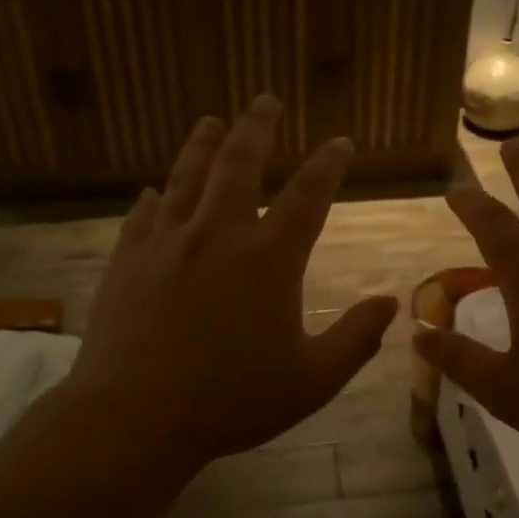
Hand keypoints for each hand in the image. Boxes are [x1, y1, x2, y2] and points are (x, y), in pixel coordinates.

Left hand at [59, 95, 397, 481]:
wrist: (135, 418)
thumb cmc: (233, 401)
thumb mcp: (313, 380)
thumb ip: (356, 339)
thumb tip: (390, 303)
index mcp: (268, 260)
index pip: (309, 196)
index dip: (329, 165)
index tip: (340, 142)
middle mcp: (218, 235)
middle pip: (240, 164)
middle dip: (257, 127)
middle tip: (265, 100)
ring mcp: (166, 244)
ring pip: (186, 177)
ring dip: (203, 145)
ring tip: (211, 121)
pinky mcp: (127, 262)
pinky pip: (142, 216)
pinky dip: (153, 199)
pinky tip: (152, 192)